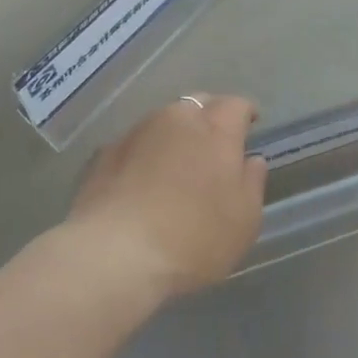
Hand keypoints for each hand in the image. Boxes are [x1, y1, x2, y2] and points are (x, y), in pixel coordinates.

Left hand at [66, 95, 267, 300]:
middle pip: (197, 104)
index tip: (250, 125)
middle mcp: (175, 119)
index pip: (236, 105)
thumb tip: (251, 160)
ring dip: (174, 134)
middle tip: (214, 144)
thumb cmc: (193, 238)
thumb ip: (252, 183)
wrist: (115, 253)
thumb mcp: (243, 220)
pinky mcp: (106, 151)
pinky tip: (142, 180)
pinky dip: (145, 153)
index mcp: (215, 129)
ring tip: (176, 163)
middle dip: (209, 116)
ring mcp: (136, 132)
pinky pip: (135, 143)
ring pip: (162, 120)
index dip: (245, 113)